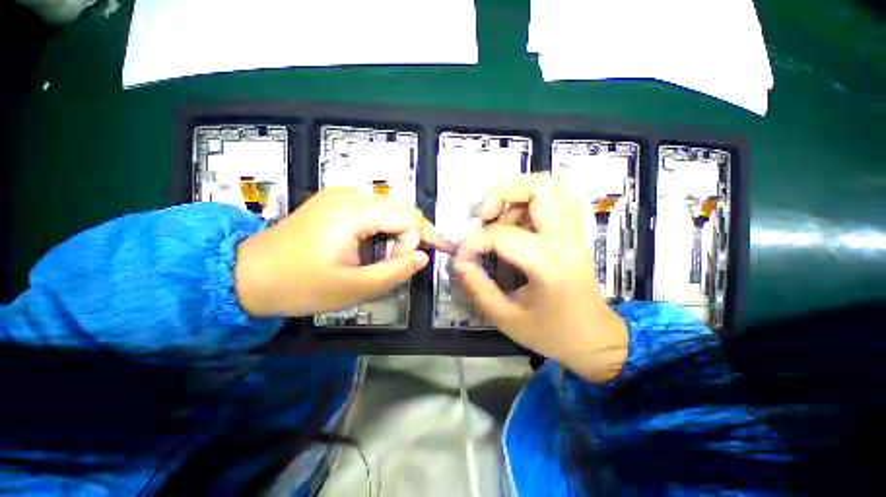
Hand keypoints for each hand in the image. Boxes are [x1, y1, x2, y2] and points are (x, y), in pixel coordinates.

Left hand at [235, 187, 449, 317]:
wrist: (247, 274)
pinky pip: (374, 209)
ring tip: (394, 255)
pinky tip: (379, 244)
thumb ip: (395, 272)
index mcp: (352, 212)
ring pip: (391, 208)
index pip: (408, 217)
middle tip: (410, 260)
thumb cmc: (300, 285)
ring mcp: (340, 194)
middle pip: (402, 209)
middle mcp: (349, 194)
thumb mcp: (353, 287)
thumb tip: (423, 257)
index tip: (400, 265)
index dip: (413, 242)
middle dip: (413, 235)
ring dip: (400, 232)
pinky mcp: (335, 201)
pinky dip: (385, 227)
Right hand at [452, 174, 628, 381]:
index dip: (473, 242)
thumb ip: (477, 287)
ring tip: (503, 219)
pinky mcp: (578, 233)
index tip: (462, 256)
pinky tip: (523, 221)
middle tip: (486, 216)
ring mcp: (576, 232)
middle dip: (502, 193)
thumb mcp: (505, 318)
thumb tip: (459, 261)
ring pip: (552, 186)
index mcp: (548, 264)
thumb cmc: (551, 333)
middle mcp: (565, 239)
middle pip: (540, 187)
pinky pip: (561, 198)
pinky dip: (537, 200)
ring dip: (519, 195)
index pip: (502, 234)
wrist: (596, 339)